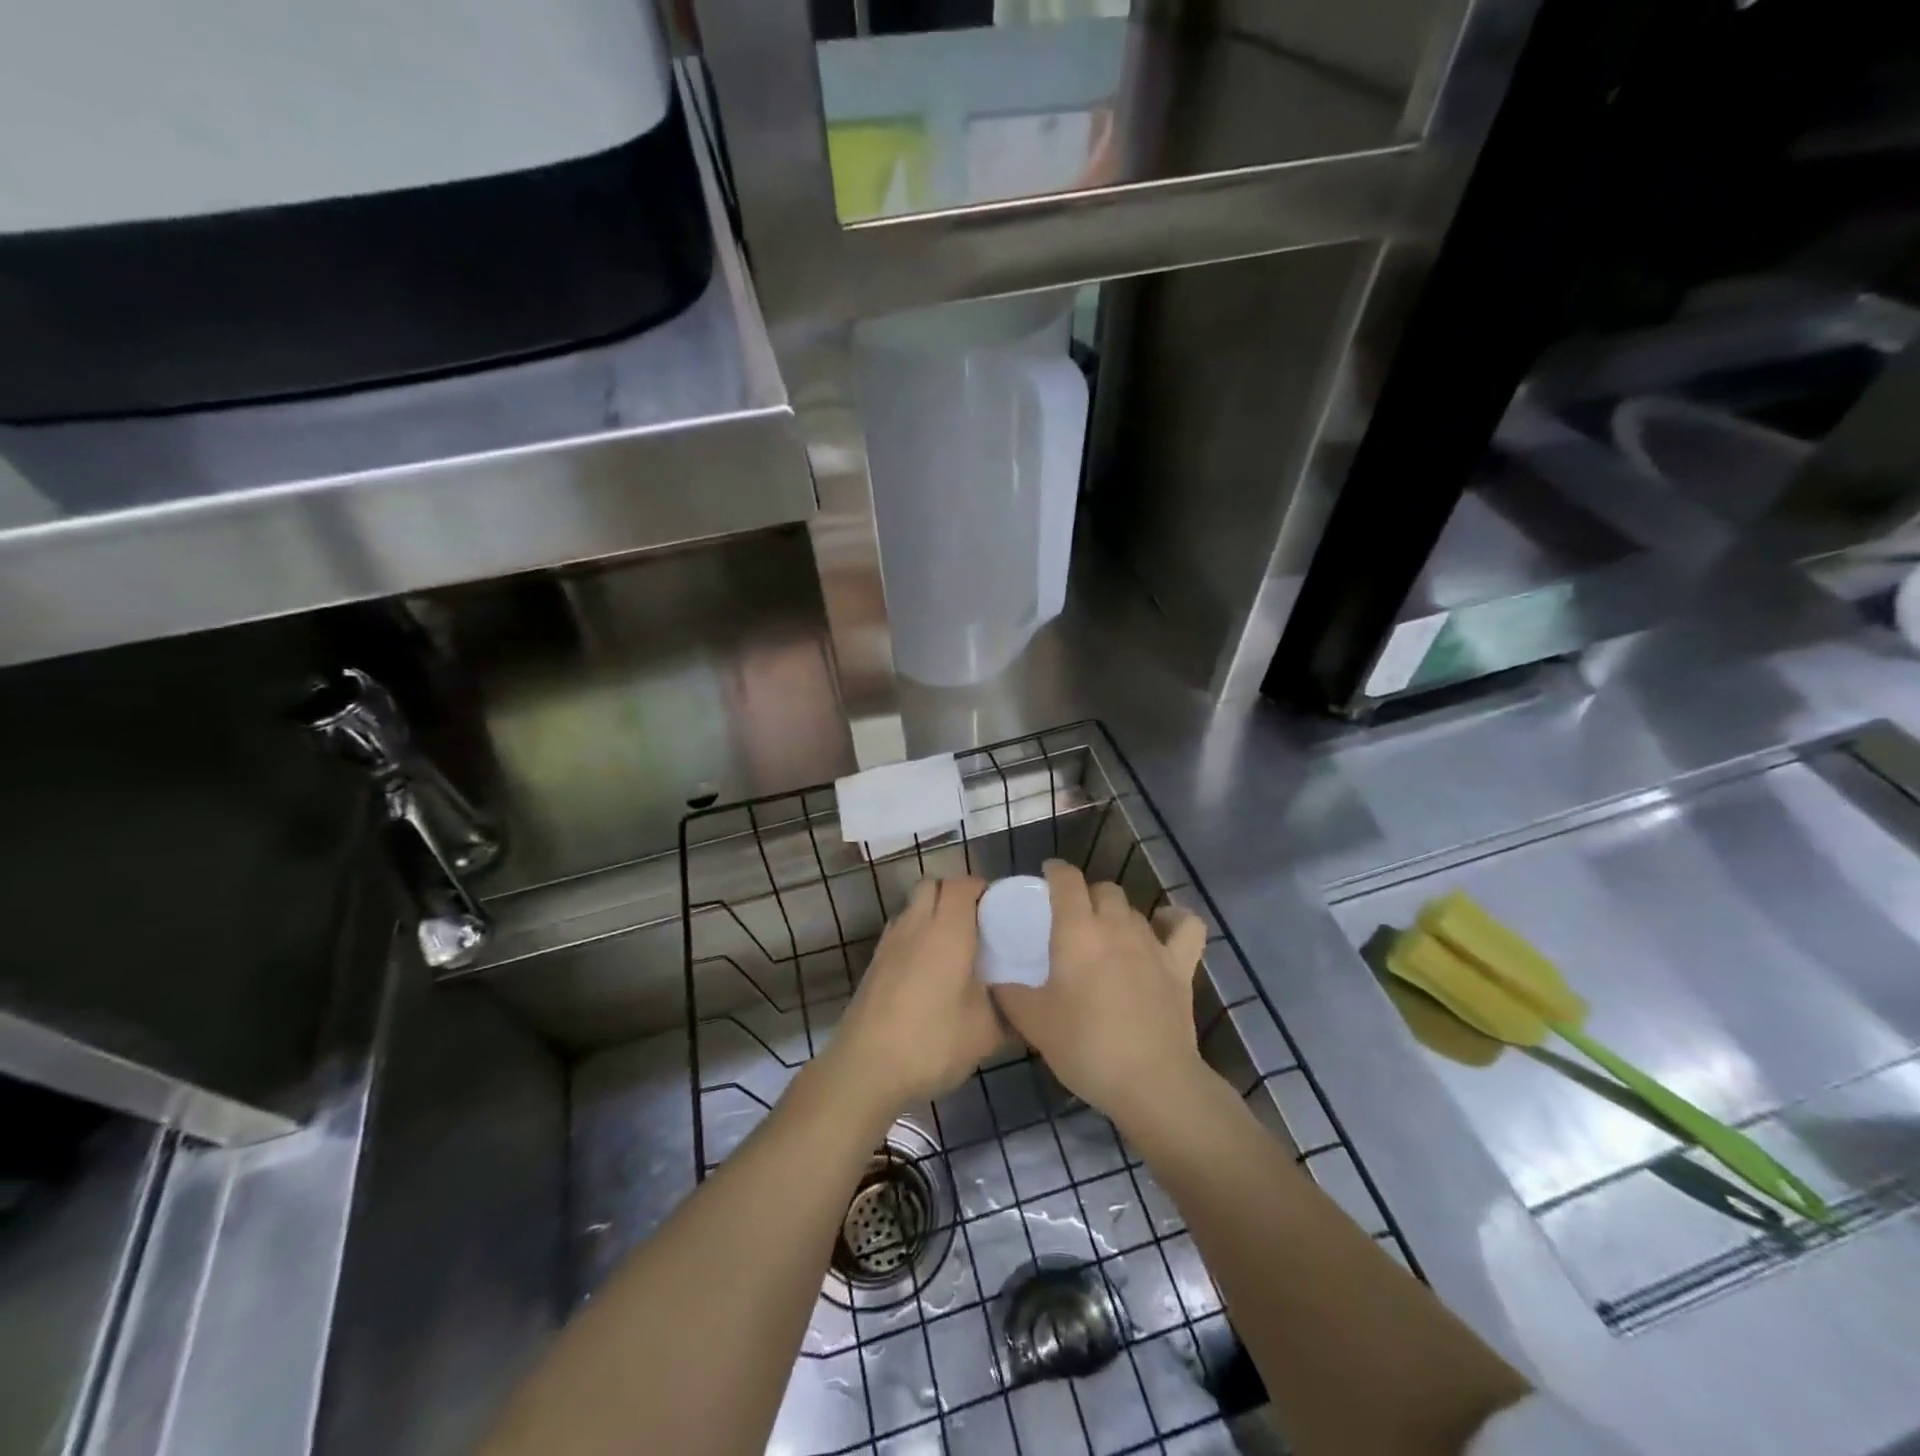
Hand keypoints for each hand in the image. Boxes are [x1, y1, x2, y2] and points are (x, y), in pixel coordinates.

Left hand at [824, 876, 1002, 1115]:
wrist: (865, 1069)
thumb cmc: (932, 1042)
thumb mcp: (986, 1034)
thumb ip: (1010, 1012)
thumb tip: (1027, 1007)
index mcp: (947, 930)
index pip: (963, 884)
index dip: (983, 889)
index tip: (1001, 910)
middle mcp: (916, 925)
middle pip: (933, 885)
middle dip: (955, 894)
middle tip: (979, 924)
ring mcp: (889, 942)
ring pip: (913, 906)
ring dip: (933, 913)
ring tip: (955, 948)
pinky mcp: (874, 963)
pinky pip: (900, 931)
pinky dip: (916, 936)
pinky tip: (929, 971)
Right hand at [992, 860, 1210, 1134]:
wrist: (1152, 1083)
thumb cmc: (1086, 1046)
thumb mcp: (1034, 1024)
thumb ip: (1009, 996)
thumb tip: (994, 981)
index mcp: (1077, 931)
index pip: (1067, 880)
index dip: (1056, 870)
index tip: (1046, 875)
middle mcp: (1116, 925)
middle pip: (1103, 889)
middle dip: (1086, 894)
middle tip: (1071, 919)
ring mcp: (1153, 943)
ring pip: (1133, 908)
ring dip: (1117, 913)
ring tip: (1105, 935)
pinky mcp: (1181, 965)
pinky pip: (1186, 926)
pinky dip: (1175, 920)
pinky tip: (1164, 926)